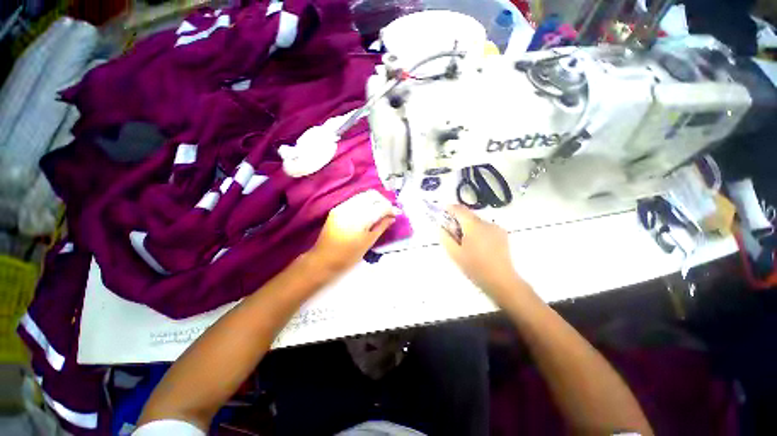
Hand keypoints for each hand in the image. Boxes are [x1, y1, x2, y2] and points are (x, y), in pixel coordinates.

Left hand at [309, 190, 398, 273]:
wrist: (323, 259)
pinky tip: (368, 211)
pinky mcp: (337, 208)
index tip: (397, 213)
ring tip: (379, 211)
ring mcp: (342, 206)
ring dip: (374, 200)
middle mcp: (350, 208)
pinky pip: (355, 200)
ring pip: (363, 195)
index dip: (391, 209)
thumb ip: (381, 226)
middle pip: (372, 195)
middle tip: (388, 212)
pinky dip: (365, 203)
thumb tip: (392, 217)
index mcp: (359, 219)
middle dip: (383, 201)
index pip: (380, 206)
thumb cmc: (348, 256)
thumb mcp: (368, 242)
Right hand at [440, 205, 529, 301]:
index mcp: (473, 226)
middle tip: (453, 234)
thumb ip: (445, 237)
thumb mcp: (454, 253)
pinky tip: (478, 246)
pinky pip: (486, 228)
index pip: (460, 210)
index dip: (450, 208)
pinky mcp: (503, 235)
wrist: (501, 280)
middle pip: (469, 216)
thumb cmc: (475, 267)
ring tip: (466, 243)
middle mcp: (486, 223)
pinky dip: (479, 232)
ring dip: (469, 227)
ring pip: (478, 222)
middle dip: (459, 221)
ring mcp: (497, 228)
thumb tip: (441, 227)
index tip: (443, 210)